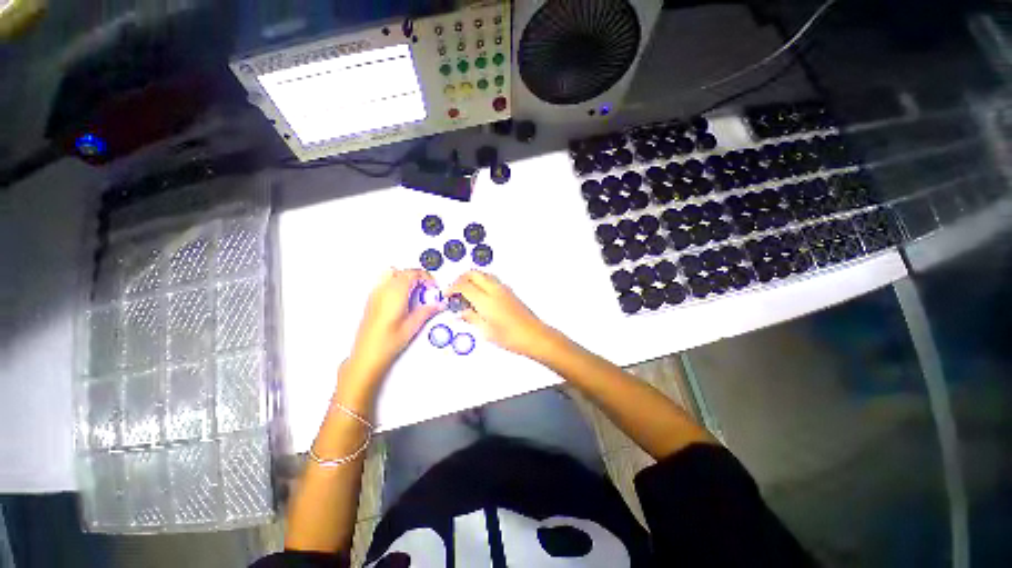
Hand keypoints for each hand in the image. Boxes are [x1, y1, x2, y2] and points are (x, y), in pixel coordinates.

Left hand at [348, 268, 442, 379]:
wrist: (367, 355)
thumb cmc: (385, 343)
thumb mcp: (412, 326)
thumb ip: (426, 311)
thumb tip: (437, 304)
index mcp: (395, 293)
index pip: (412, 273)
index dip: (425, 276)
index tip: (432, 285)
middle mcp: (383, 290)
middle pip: (401, 271)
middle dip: (416, 276)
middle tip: (426, 287)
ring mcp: (375, 295)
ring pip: (391, 275)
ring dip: (404, 279)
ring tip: (415, 292)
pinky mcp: (371, 301)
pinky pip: (384, 284)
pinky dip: (396, 285)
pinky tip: (403, 299)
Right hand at [448, 271, 552, 356]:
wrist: (534, 335)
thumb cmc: (511, 337)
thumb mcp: (486, 331)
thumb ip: (471, 318)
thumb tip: (461, 312)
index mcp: (486, 300)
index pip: (463, 285)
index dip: (451, 288)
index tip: (446, 295)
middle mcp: (494, 289)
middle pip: (473, 273)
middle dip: (460, 279)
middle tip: (454, 291)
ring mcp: (503, 288)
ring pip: (483, 274)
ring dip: (471, 279)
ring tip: (465, 293)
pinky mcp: (509, 291)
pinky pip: (491, 280)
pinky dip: (481, 282)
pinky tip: (479, 296)